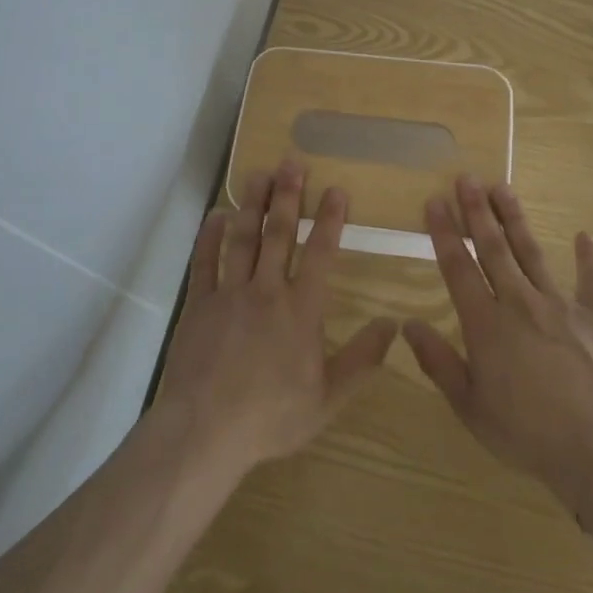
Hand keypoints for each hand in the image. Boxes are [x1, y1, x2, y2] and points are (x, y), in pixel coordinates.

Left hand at [154, 161, 397, 485]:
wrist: (205, 431)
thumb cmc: (271, 417)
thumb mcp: (328, 398)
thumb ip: (362, 360)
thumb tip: (393, 326)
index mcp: (301, 310)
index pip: (321, 254)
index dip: (330, 220)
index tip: (336, 189)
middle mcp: (267, 291)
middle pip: (279, 234)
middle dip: (288, 195)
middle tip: (292, 162)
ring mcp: (229, 294)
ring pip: (242, 238)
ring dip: (252, 204)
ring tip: (258, 174)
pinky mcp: (199, 304)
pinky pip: (205, 261)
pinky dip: (209, 236)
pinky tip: (216, 214)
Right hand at [404, 177, 592, 514]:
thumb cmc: (526, 433)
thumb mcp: (470, 406)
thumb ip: (438, 362)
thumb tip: (407, 325)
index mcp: (486, 324)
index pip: (458, 267)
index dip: (444, 232)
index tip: (434, 201)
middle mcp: (520, 302)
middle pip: (493, 248)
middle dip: (476, 210)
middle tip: (466, 178)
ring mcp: (561, 305)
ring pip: (532, 252)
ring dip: (515, 219)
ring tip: (502, 187)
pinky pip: (592, 281)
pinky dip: (588, 258)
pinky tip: (584, 236)